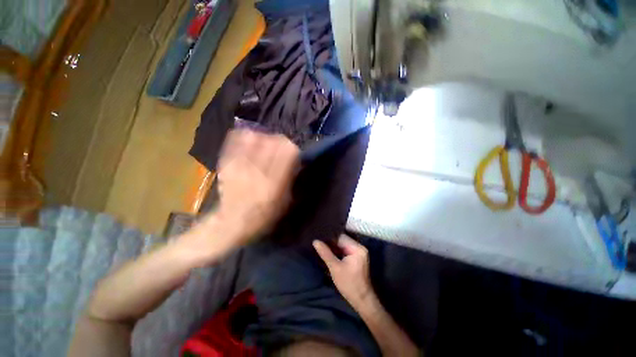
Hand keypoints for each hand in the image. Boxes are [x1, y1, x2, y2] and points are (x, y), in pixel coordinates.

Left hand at [185, 129, 298, 262]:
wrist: (232, 223)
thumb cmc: (263, 216)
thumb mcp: (285, 202)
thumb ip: (292, 179)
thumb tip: (297, 160)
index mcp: (275, 183)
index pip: (288, 152)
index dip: (292, 148)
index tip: (292, 151)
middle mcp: (258, 172)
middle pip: (273, 141)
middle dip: (280, 141)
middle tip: (280, 147)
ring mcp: (240, 166)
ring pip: (256, 138)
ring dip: (264, 138)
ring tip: (265, 145)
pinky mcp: (226, 164)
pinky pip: (236, 141)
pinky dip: (244, 137)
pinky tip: (249, 140)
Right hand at [313, 234, 373, 306]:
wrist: (362, 300)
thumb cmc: (349, 284)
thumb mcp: (335, 268)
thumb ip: (325, 253)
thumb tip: (315, 241)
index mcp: (357, 248)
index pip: (341, 237)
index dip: (329, 237)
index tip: (319, 237)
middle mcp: (360, 247)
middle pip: (342, 240)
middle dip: (331, 242)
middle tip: (318, 242)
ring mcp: (359, 252)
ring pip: (343, 245)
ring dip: (334, 247)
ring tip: (321, 246)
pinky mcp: (357, 258)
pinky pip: (345, 250)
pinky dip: (338, 252)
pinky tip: (329, 253)